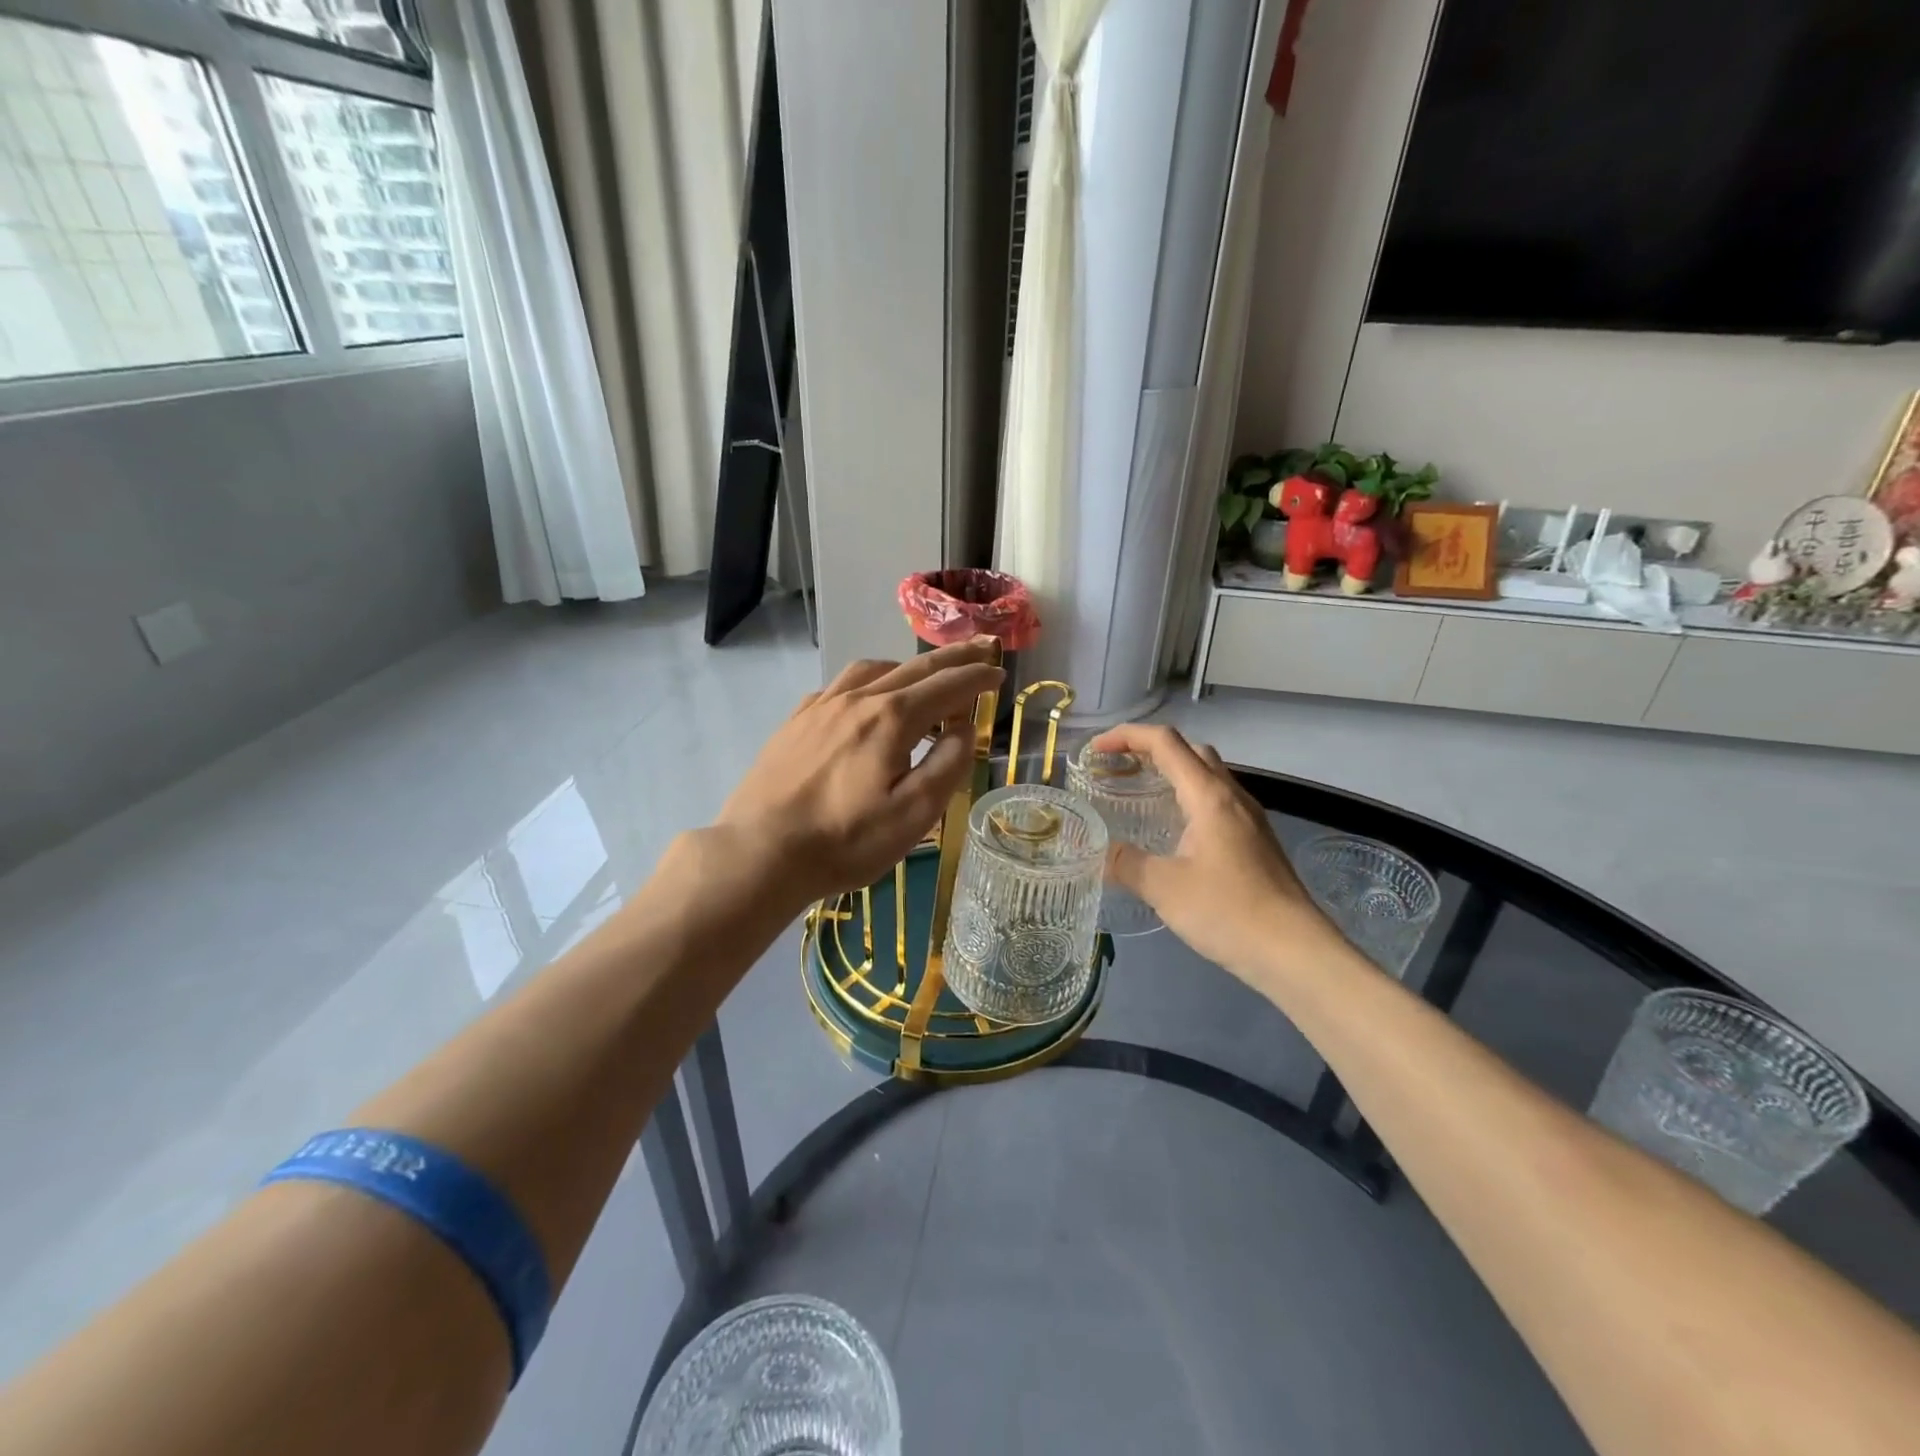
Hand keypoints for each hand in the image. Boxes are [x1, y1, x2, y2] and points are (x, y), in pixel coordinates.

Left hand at [715, 641, 1004, 908]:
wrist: (760, 852)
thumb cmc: (845, 840)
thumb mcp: (914, 814)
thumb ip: (948, 764)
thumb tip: (963, 728)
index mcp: (892, 718)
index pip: (947, 686)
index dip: (977, 677)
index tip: (999, 673)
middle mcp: (858, 699)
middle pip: (914, 667)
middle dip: (953, 658)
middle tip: (981, 648)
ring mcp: (821, 706)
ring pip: (872, 670)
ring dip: (907, 668)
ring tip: (922, 679)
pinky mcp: (796, 721)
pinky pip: (839, 686)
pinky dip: (867, 683)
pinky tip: (864, 702)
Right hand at [1090, 723, 1349, 986]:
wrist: (1295, 951)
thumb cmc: (1228, 911)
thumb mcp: (1164, 887)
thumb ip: (1125, 863)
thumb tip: (1097, 851)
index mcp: (1209, 795)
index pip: (1165, 742)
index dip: (1127, 736)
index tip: (1096, 750)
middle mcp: (1232, 796)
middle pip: (1190, 750)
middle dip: (1150, 749)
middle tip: (1118, 768)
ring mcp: (1249, 818)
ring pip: (1207, 775)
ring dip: (1172, 773)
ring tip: (1140, 794)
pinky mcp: (1256, 841)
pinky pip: (1217, 801)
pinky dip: (1188, 798)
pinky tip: (1174, 831)